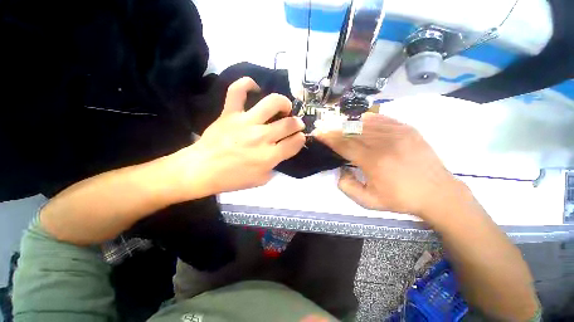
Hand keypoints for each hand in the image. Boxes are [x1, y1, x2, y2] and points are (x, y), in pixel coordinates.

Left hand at [175, 77, 305, 195]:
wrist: (202, 169)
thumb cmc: (232, 179)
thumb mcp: (260, 180)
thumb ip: (274, 166)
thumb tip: (280, 152)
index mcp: (269, 156)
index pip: (294, 143)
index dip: (301, 139)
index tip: (300, 137)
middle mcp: (262, 137)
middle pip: (288, 124)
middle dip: (297, 123)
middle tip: (295, 124)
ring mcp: (246, 122)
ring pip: (272, 103)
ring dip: (283, 103)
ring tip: (284, 107)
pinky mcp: (230, 113)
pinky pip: (237, 91)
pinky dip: (246, 84)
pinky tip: (254, 87)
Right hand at [314, 113, 460, 219]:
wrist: (438, 193)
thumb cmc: (401, 199)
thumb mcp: (369, 202)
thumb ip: (347, 187)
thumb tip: (340, 170)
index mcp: (373, 161)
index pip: (344, 145)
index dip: (329, 138)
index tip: (319, 133)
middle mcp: (384, 143)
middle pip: (352, 132)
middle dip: (334, 130)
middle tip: (324, 128)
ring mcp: (398, 133)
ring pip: (365, 124)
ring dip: (348, 124)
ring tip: (339, 126)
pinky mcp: (407, 129)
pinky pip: (382, 119)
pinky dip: (367, 119)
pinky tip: (360, 121)